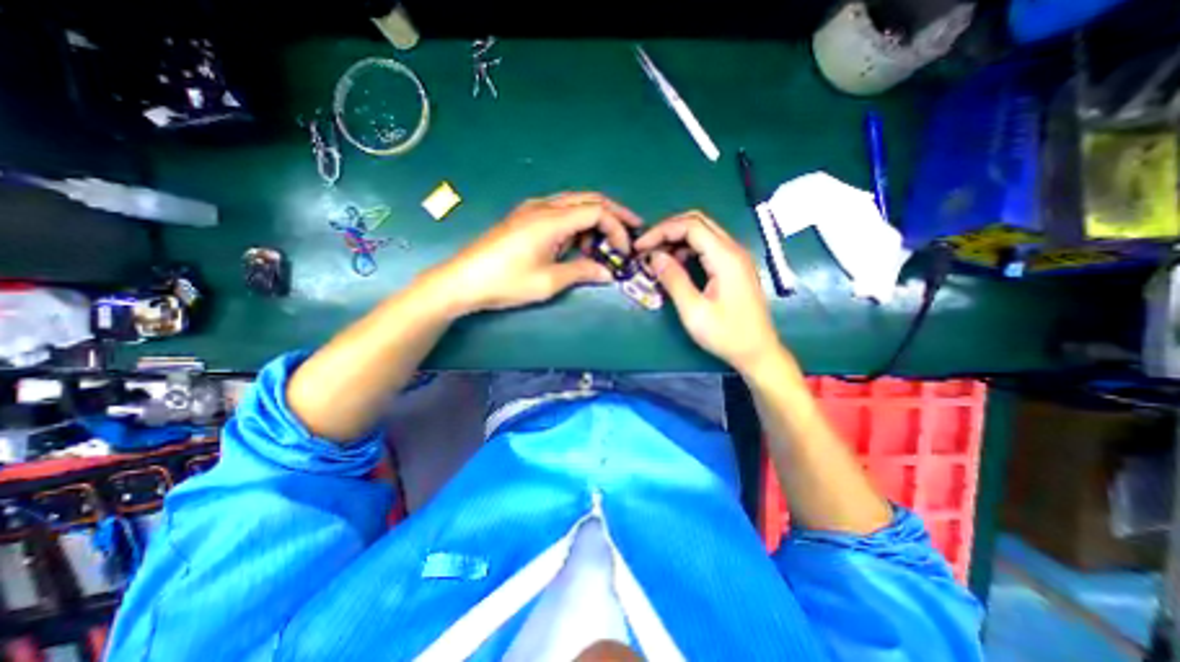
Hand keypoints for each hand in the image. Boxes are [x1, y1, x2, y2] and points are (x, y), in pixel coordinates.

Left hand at [432, 191, 640, 313]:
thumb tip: (607, 273)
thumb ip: (581, 271)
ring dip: (594, 218)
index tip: (624, 251)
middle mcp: (544, 207)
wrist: (464, 281)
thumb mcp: (549, 281)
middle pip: (589, 200)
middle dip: (614, 213)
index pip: (596, 212)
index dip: (617, 228)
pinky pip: (559, 211)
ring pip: (574, 203)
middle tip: (632, 229)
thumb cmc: (506, 282)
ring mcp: (532, 210)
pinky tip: (577, 240)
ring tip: (605, 242)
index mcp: (551, 219)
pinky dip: (576, 222)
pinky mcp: (524, 218)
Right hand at [636, 214, 781, 375]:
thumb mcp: (694, 311)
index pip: (691, 226)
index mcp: (726, 258)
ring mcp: (736, 257)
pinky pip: (708, 246)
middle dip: (668, 230)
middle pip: (698, 221)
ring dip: (677, 238)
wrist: (757, 352)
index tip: (640, 248)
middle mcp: (733, 250)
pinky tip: (675, 265)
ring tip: (656, 257)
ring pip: (703, 232)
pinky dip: (688, 249)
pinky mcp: (734, 267)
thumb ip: (674, 280)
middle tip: (647, 248)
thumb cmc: (726, 335)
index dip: (661, 231)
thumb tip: (654, 257)